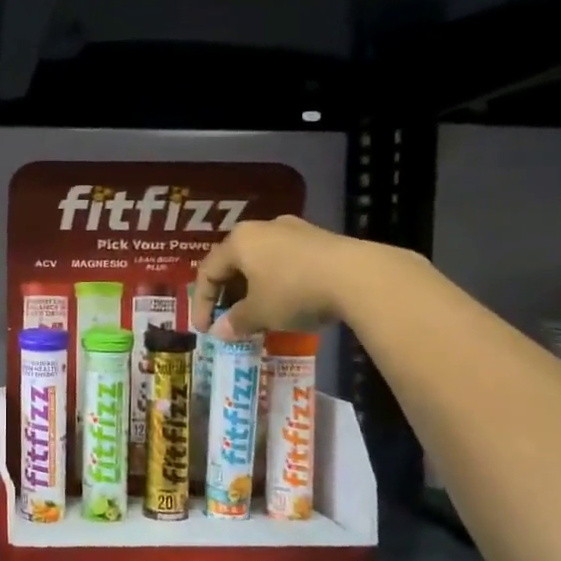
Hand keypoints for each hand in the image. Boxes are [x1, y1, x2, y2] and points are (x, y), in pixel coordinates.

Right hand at [191, 216, 374, 337]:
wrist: (359, 276)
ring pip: (261, 260)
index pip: (208, 272)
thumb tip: (220, 332)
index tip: (205, 330)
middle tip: (229, 319)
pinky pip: (286, 261)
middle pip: (234, 263)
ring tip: (258, 313)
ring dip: (253, 288)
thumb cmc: (294, 291)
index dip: (201, 303)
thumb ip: (236, 321)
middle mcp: (262, 228)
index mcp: (239, 241)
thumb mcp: (259, 313)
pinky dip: (278, 282)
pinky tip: (287, 301)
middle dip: (228, 294)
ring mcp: (294, 230)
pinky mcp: (320, 238)